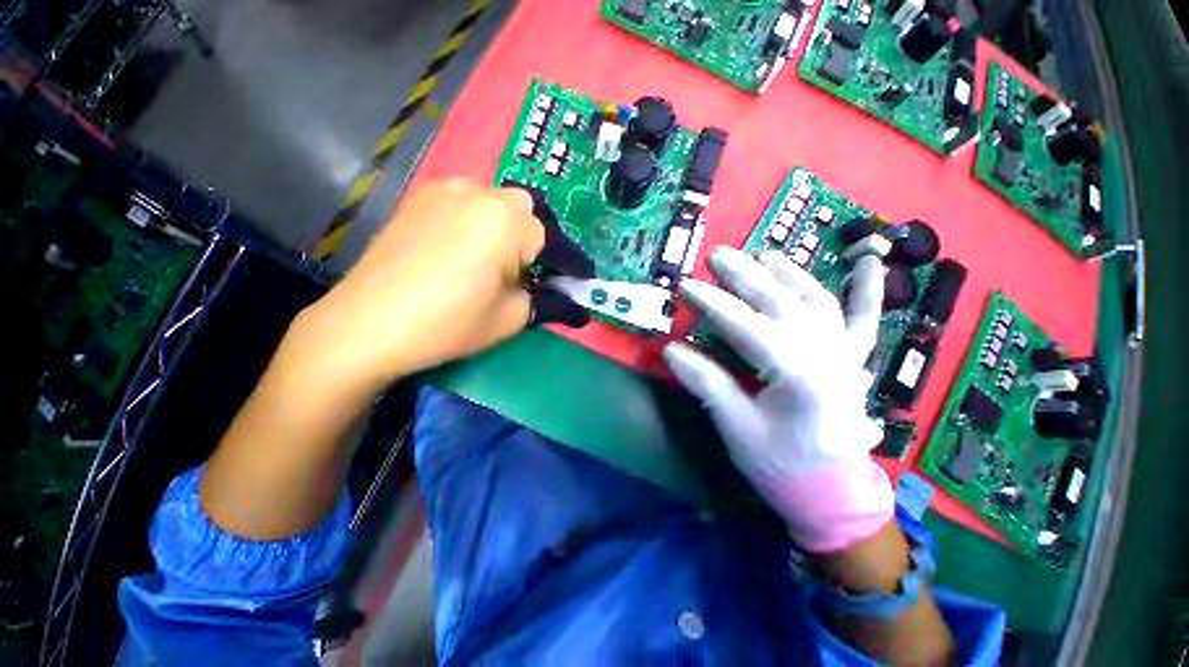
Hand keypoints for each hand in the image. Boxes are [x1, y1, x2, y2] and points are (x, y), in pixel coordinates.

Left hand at [285, 179, 587, 393]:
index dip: (571, 265)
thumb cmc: (449, 324)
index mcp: (507, 222)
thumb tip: (573, 302)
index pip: (555, 242)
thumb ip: (549, 301)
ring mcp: (447, 189)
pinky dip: (482, 222)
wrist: (366, 324)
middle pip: (528, 214)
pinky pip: (469, 202)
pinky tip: (469, 249)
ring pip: (499, 203)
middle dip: (539, 243)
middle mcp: (481, 192)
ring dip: (511, 230)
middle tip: (534, 273)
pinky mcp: (422, 196)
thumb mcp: (511, 317)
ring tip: (500, 262)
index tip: (580, 279)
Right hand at [663, 247, 893, 552]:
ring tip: (761, 254)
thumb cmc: (781, 465)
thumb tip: (670, 350)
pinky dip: (869, 289)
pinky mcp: (853, 360)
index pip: (748, 328)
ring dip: (789, 273)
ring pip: (817, 301)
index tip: (685, 285)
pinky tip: (871, 261)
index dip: (713, 304)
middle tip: (716, 256)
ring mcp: (845, 355)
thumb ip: (708, 385)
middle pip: (782, 304)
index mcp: (799, 377)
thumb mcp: (738, 430)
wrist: (832, 494)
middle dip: (746, 276)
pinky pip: (865, 319)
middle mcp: (828, 356)